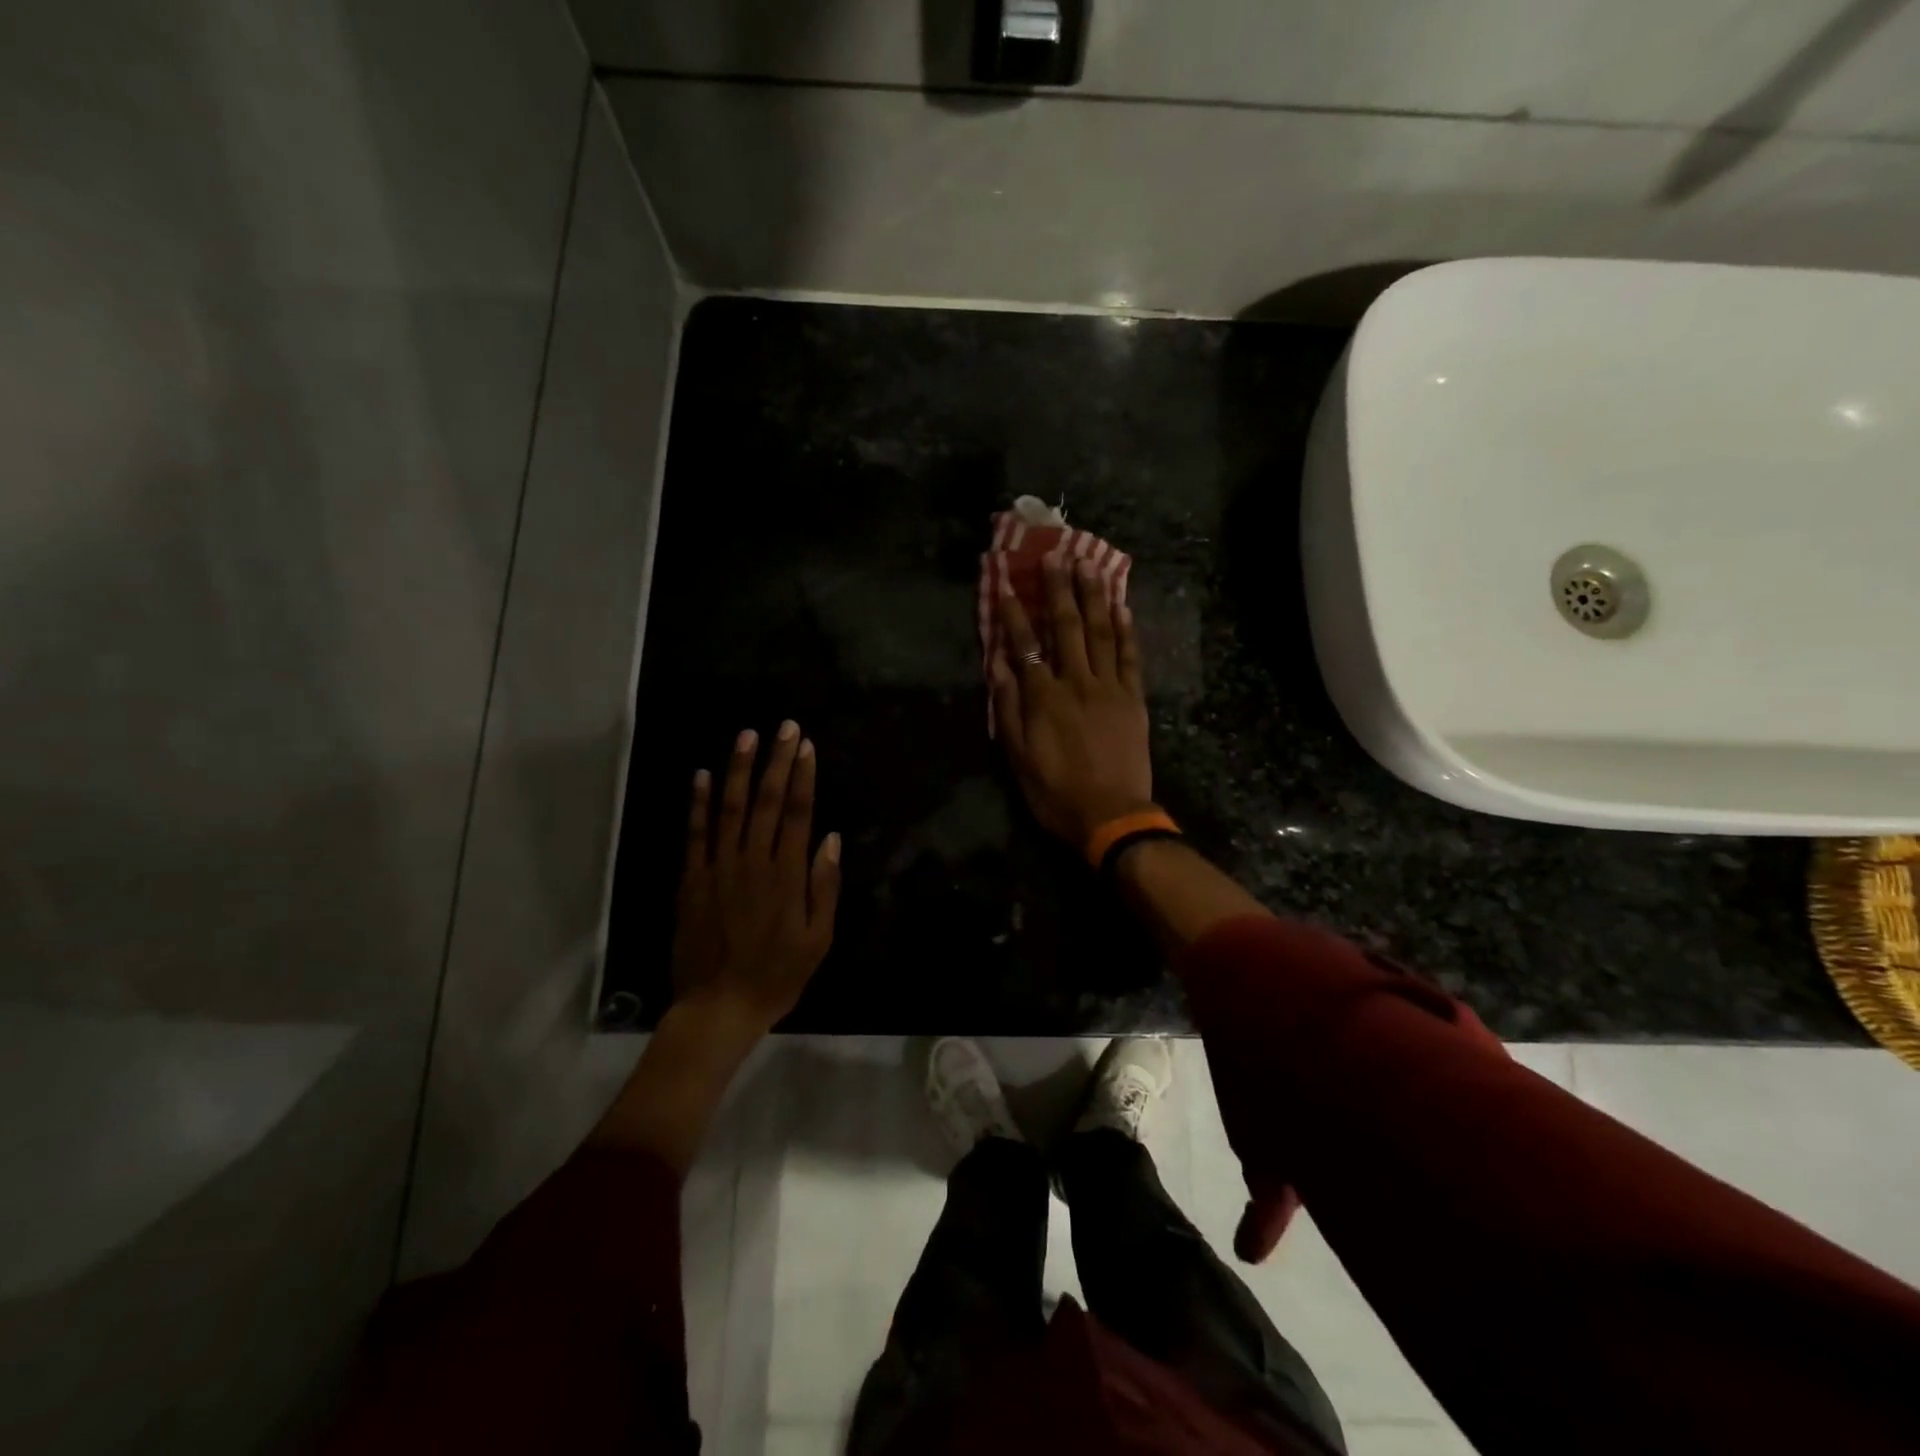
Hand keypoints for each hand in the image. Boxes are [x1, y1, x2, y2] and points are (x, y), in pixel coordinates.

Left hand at [673, 722, 841, 1032]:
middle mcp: (753, 861)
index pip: (799, 813)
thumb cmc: (778, 974)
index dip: (804, 776)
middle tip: (785, 727)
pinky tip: (701, 775)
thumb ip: (824, 886)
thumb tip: (830, 838)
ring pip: (730, 807)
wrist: (719, 1006)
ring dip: (739, 769)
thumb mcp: (819, 938)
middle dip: (777, 760)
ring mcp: (719, 867)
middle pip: (768, 801)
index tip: (807, 746)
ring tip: (747, 736)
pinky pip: (695, 833)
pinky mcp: (692, 878)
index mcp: (788, 874)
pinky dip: (697, 802)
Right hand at [991, 558, 1154, 848]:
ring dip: (1094, 596)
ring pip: (1101, 632)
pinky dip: (1126, 629)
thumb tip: (998, 663)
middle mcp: (1076, 682)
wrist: (1111, 816)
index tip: (1005, 582)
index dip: (1013, 612)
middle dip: (1058, 589)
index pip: (1025, 643)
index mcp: (1043, 696)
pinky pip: (1130, 657)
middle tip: (1055, 554)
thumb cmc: (1055, 791)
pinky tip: (1122, 606)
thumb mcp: (1018, 755)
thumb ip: (1008, 706)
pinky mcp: (1134, 698)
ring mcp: (1110, 687)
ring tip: (1089, 565)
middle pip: (1067, 626)